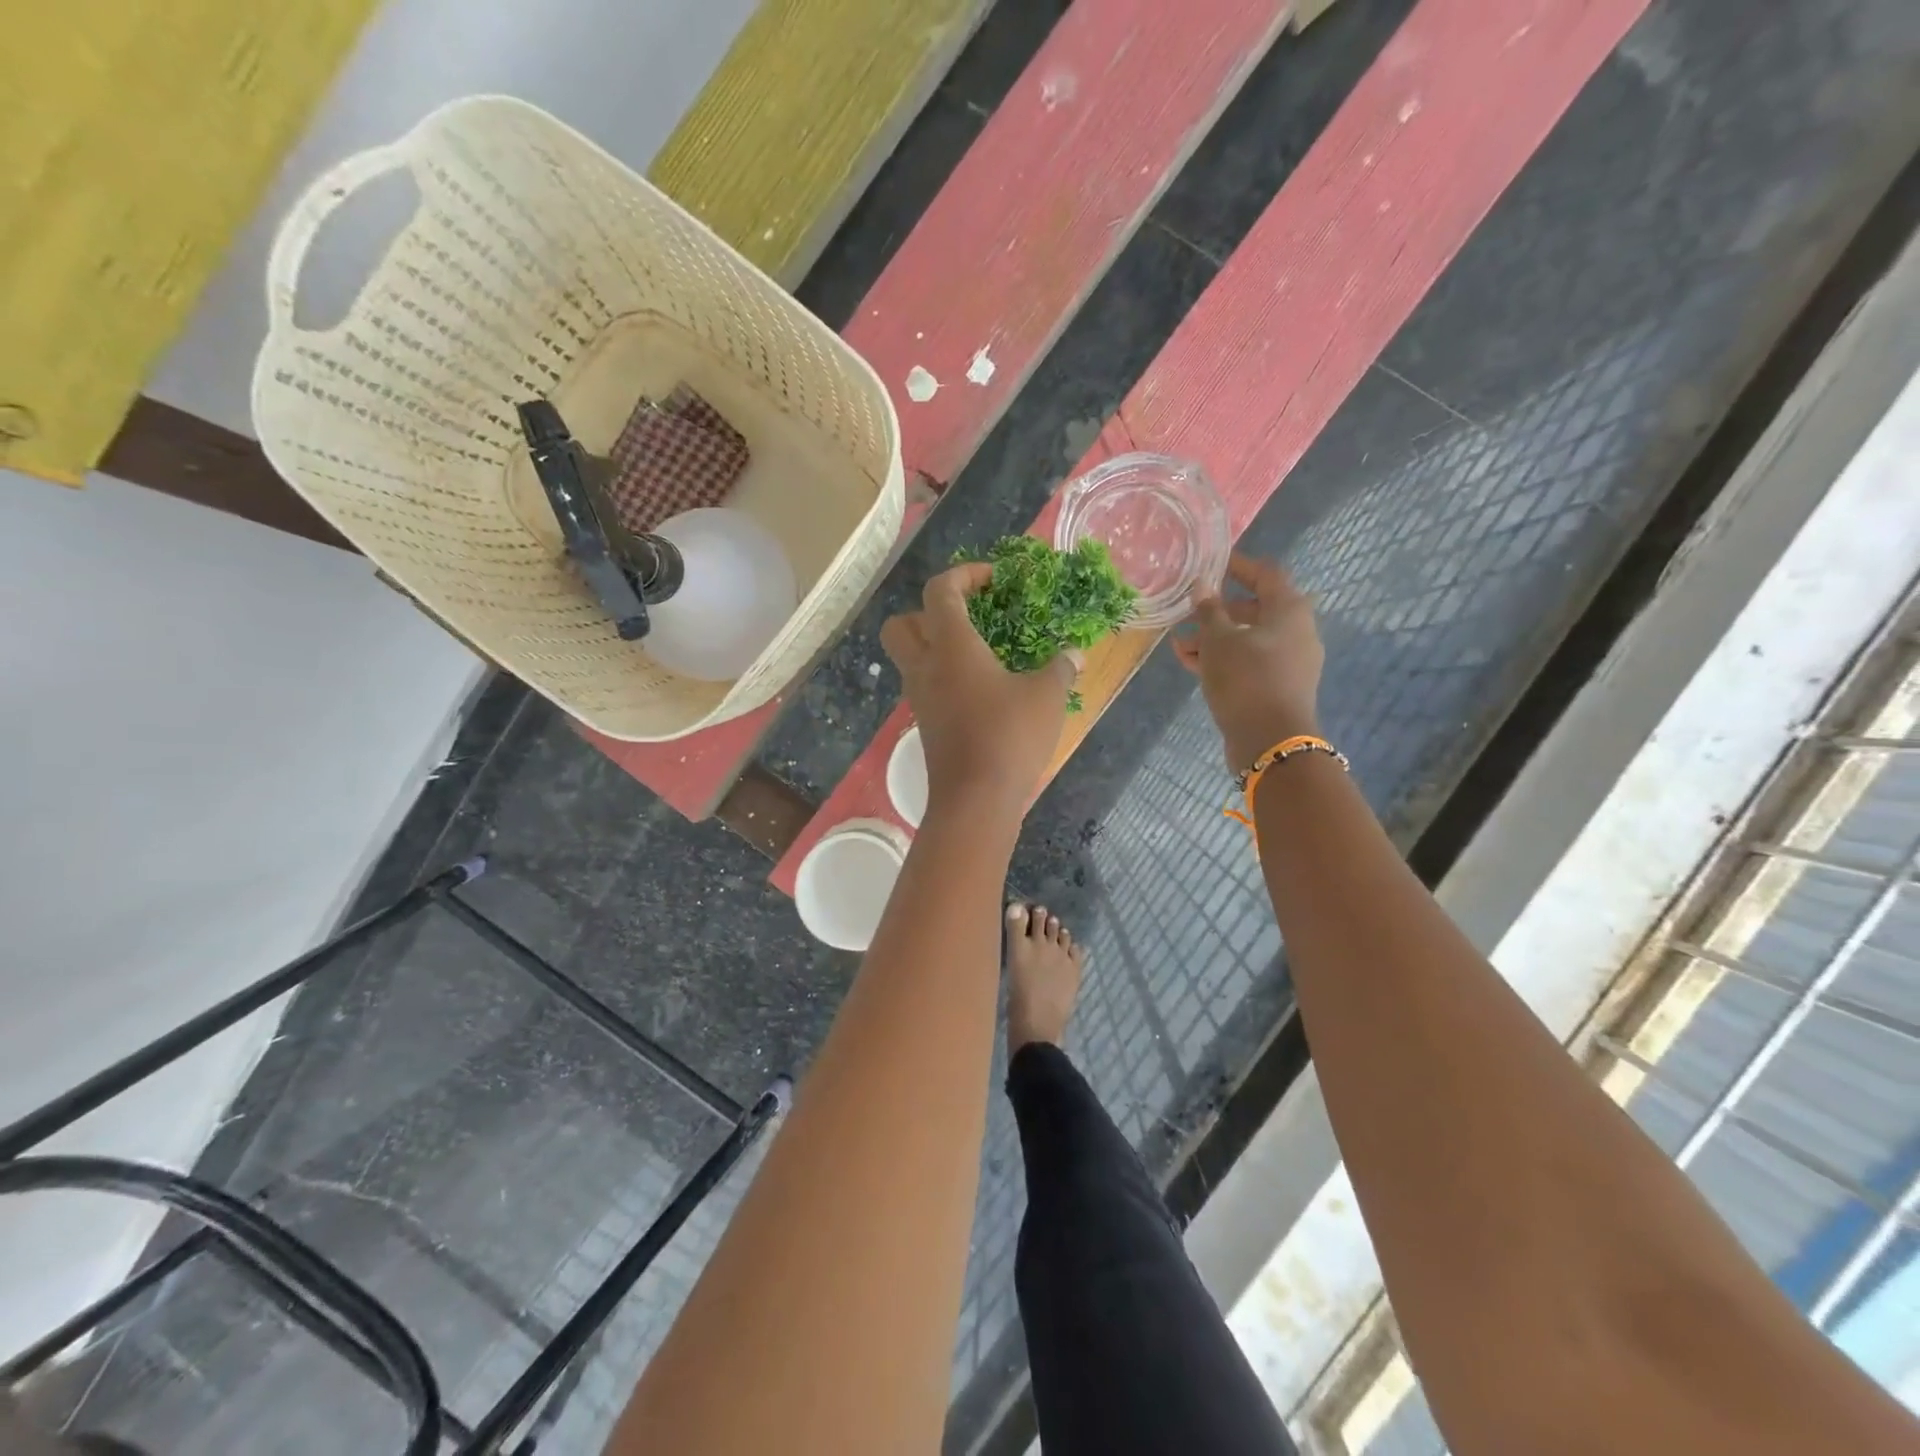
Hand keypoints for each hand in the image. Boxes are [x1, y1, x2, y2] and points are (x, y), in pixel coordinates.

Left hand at [882, 564, 1081, 823]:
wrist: (975, 800)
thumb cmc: (1010, 737)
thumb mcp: (1047, 697)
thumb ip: (1060, 668)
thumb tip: (1074, 654)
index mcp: (951, 646)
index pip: (940, 591)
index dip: (964, 575)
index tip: (994, 580)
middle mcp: (925, 667)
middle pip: (902, 623)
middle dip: (929, 611)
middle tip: (969, 617)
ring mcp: (921, 698)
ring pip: (910, 657)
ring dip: (936, 645)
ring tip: (981, 653)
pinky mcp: (926, 724)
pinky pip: (926, 686)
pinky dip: (944, 677)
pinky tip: (982, 690)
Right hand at [1175, 553, 1323, 770]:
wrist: (1270, 741)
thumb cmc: (1246, 678)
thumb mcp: (1219, 640)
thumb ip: (1209, 611)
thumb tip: (1203, 587)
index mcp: (1289, 610)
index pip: (1265, 574)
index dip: (1237, 566)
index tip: (1210, 565)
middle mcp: (1295, 631)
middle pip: (1254, 609)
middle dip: (1217, 611)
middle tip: (1187, 613)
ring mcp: (1289, 661)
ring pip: (1247, 639)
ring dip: (1214, 639)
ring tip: (1179, 645)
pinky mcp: (1278, 686)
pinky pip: (1248, 662)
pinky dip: (1223, 659)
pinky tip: (1191, 663)